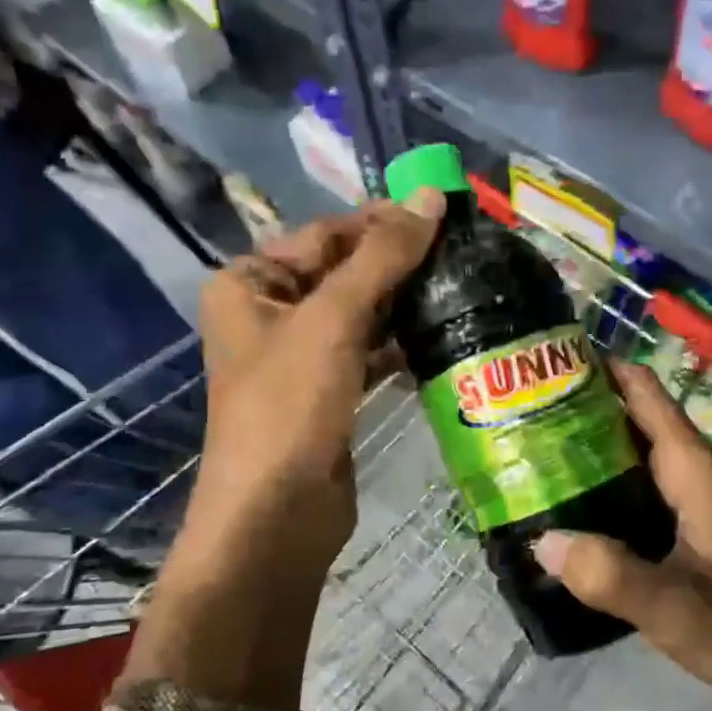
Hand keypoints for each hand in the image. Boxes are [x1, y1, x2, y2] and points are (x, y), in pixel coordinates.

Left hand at [186, 197, 441, 575]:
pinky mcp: (328, 393)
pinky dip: (399, 344)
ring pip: (360, 313)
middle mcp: (269, 314)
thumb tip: (430, 195)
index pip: (324, 234)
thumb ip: (382, 256)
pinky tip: (438, 335)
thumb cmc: (289, 407)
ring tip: (460, 287)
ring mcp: (300, 357)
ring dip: (403, 303)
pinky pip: (368, 353)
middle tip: (462, 252)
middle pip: (343, 271)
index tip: (443, 213)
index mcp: (249, 284)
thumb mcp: (332, 320)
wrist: (277, 515)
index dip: (382, 221)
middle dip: (398, 263)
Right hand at [530, 361, 711, 710]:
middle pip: (638, 419)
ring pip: (645, 454)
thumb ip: (609, 576)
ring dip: (598, 449)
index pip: (644, 393)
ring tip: (540, 460)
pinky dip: (616, 484)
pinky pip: (653, 485)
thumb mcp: (673, 609)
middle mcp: (703, 471)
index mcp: (697, 470)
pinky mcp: (708, 523)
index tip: (547, 364)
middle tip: (524, 420)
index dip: (599, 369)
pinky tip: (585, 512)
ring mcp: (709, 497)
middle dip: (585, 411)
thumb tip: (544, 540)